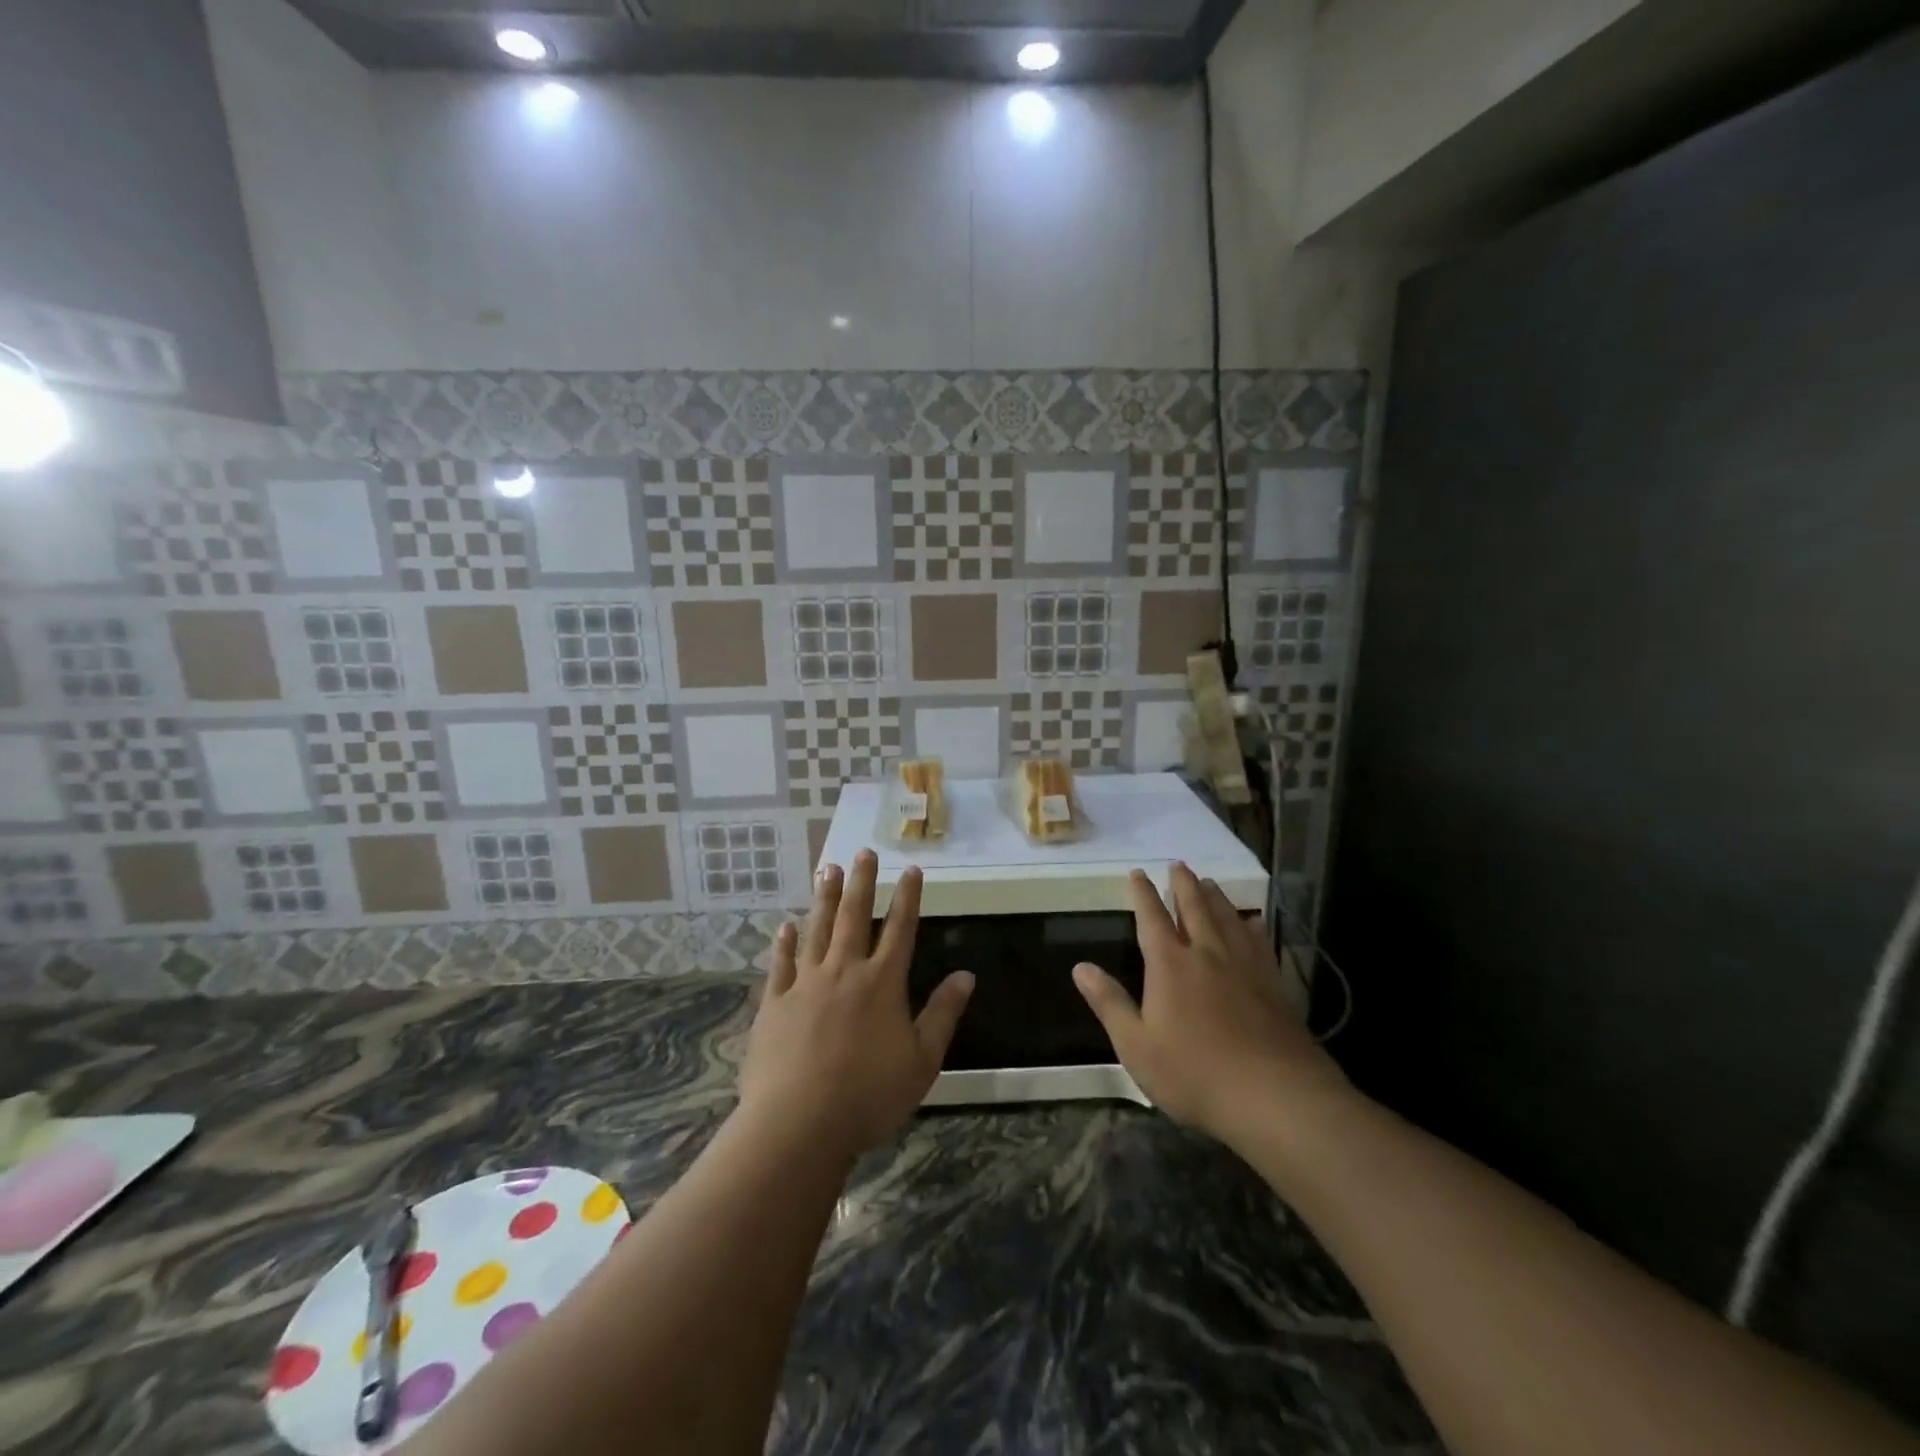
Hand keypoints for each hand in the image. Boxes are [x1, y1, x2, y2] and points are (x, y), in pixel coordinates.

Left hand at [739, 850, 974, 1160]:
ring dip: (825, 898)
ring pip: (817, 930)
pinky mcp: (774, 1003)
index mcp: (882, 983)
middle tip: (865, 851)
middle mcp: (844, 971)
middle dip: (863, 883)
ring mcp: (805, 984)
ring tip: (828, 869)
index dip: (909, 897)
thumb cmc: (869, 1095)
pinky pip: (781, 964)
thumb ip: (943, 1014)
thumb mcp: (922, 1060)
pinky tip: (785, 926)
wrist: (798, 1124)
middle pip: (855, 917)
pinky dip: (784, 943)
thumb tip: (966, 975)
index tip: (912, 870)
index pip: (901, 929)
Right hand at [1073, 863, 1352, 1149]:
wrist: (1274, 1096)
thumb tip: (1080, 967)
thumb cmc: (1194, 1073)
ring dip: (1216, 897)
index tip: (1137, 872)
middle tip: (1178, 864)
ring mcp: (1245, 966)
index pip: (1151, 918)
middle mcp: (1207, 954)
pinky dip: (1251, 924)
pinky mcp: (1273, 984)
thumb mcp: (1136, 1045)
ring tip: (1209, 882)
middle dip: (1183, 884)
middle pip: (1194, 908)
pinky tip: (1252, 921)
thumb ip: (1109, 1003)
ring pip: (1228, 918)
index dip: (1143, 893)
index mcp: (1170, 965)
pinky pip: (1259, 941)